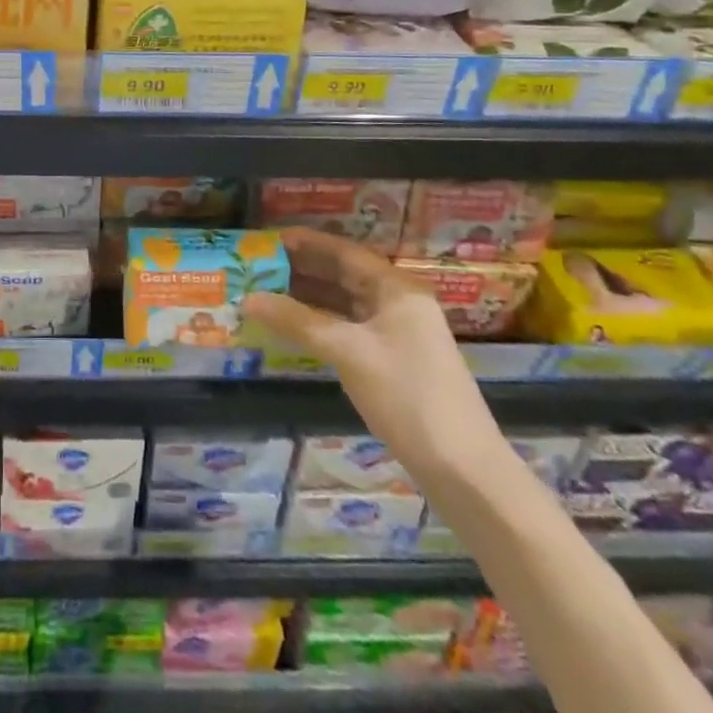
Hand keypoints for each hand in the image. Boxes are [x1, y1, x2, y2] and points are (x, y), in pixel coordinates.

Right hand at [241, 228, 507, 482]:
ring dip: (307, 298)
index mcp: (396, 289)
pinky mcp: (392, 362)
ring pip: (344, 303)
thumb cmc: (408, 397)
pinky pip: (348, 329)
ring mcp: (397, 334)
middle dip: (302, 270)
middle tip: (258, 267)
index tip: (268, 240)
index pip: (344, 252)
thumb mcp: (348, 353)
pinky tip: (292, 327)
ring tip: (266, 293)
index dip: (306, 244)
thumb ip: (297, 322)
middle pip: (343, 275)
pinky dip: (320, 324)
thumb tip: (248, 299)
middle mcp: (398, 303)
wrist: (464, 472)